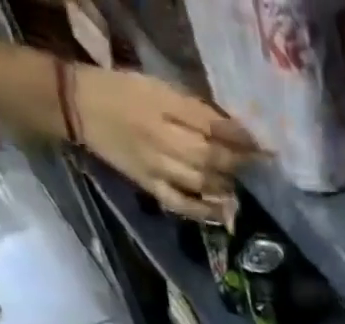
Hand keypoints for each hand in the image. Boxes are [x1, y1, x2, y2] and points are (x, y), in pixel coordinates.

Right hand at [73, 68, 257, 221]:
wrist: (81, 106)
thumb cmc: (125, 91)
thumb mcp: (159, 87)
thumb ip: (193, 108)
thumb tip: (233, 131)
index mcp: (163, 104)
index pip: (210, 124)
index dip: (240, 138)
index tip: (263, 148)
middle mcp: (162, 136)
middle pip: (208, 155)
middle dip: (237, 164)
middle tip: (256, 170)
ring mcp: (157, 166)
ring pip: (200, 180)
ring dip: (226, 186)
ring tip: (240, 188)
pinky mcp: (151, 186)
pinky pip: (182, 204)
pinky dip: (205, 211)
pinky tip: (223, 214)